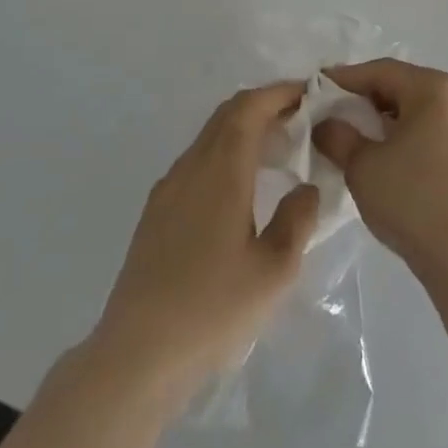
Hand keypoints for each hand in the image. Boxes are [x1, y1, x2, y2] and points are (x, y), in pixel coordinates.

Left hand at [90, 83, 320, 408]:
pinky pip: (197, 161)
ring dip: (244, 129)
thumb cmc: (212, 309)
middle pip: (228, 114)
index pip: (250, 107)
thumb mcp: (274, 270)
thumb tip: (306, 188)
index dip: (280, 92)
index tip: (310, 93)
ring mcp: (168, 188)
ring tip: (278, 151)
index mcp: (222, 170)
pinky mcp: (156, 212)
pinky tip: (241, 189)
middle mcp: (192, 166)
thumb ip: (298, 219)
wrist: (136, 355)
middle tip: (301, 118)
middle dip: (265, 105)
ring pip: (210, 137)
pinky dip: (225, 154)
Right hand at [313, 59, 447, 281]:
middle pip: (403, 87)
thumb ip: (337, 136)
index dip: (346, 78)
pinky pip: (435, 132)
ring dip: (388, 119)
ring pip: (420, 111)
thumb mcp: (361, 165)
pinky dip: (409, 136)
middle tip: (335, 111)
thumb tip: (325, 125)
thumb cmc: (410, 198)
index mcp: (435, 88)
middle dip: (367, 99)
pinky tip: (389, 156)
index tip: (317, 86)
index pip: (381, 72)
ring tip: (358, 136)